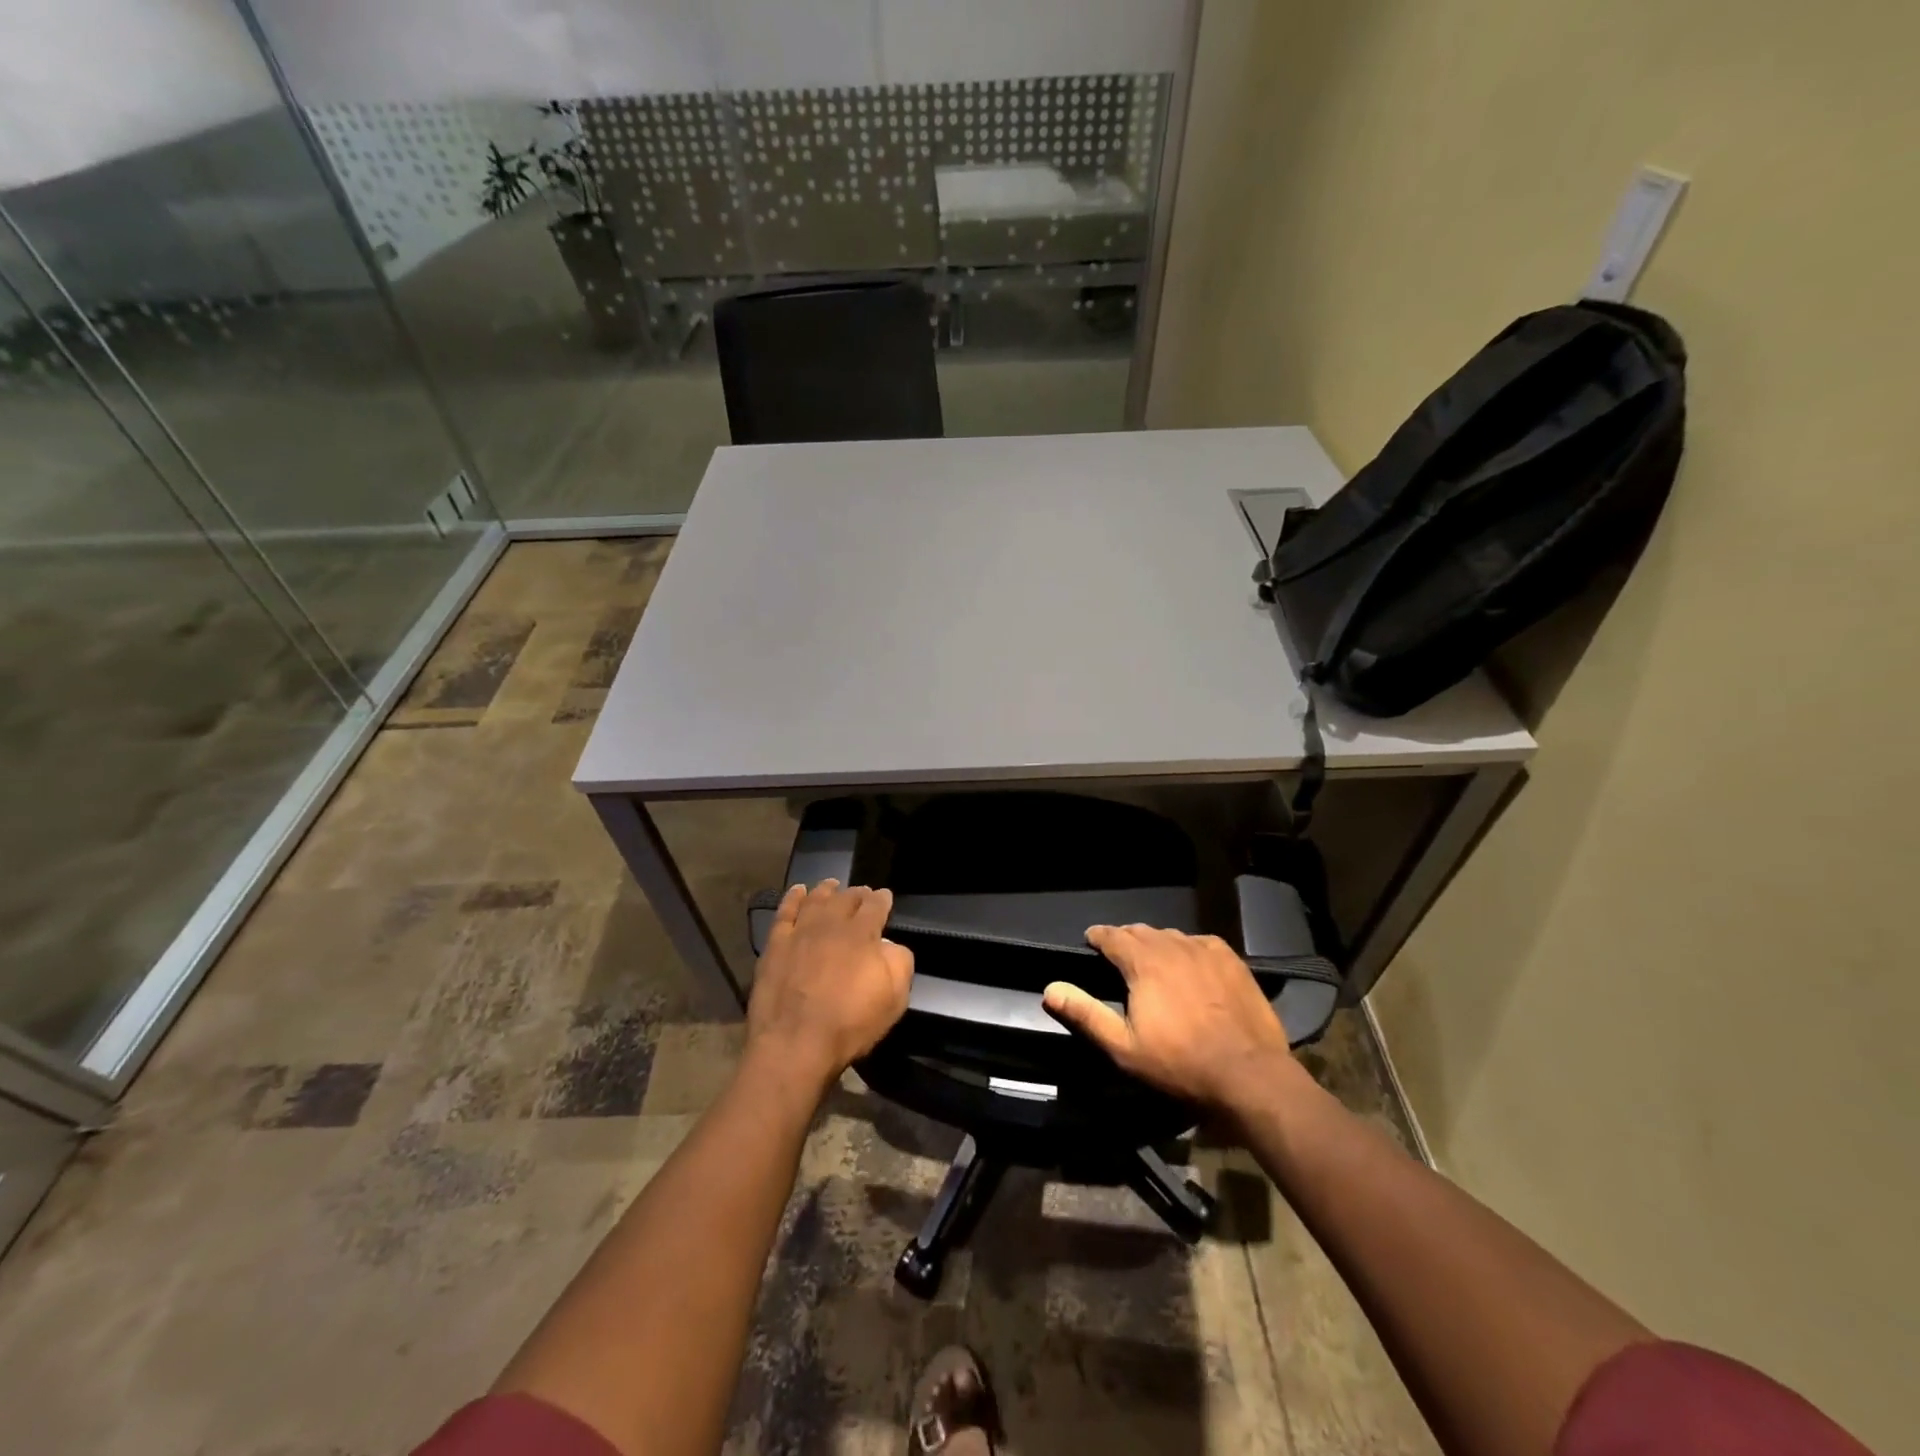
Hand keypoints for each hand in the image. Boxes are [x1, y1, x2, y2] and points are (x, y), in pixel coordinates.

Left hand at [746, 881, 913, 1092]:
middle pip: (846, 899)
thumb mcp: (894, 999)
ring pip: (816, 900)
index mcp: (862, 935)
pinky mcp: (775, 946)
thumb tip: (890, 944)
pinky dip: (793, 899)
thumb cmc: (849, 1025)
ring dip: (827, 890)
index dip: (882, 899)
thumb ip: (899, 963)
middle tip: (862, 891)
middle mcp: (831, 925)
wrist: (795, 1044)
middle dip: (857, 893)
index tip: (885, 895)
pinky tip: (798, 891)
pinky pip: (785, 913)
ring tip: (832, 884)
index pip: (875, 907)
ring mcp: (800, 933)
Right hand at [1042, 925, 1297, 1110]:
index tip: (1091, 940)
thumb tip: (1050, 988)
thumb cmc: (1180, 1064)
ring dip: (1156, 943)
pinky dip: (1187, 948)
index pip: (1112, 936)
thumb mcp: (1123, 1047)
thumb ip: (1085, 1014)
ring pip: (1171, 935)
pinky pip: (1200, 943)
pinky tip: (1189, 964)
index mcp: (1143, 963)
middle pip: (1141, 931)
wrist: (1249, 1075)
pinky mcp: (1231, 960)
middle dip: (1126, 939)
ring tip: (1152, 959)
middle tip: (1119, 955)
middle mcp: (1172, 946)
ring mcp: (1205, 950)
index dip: (1098, 936)